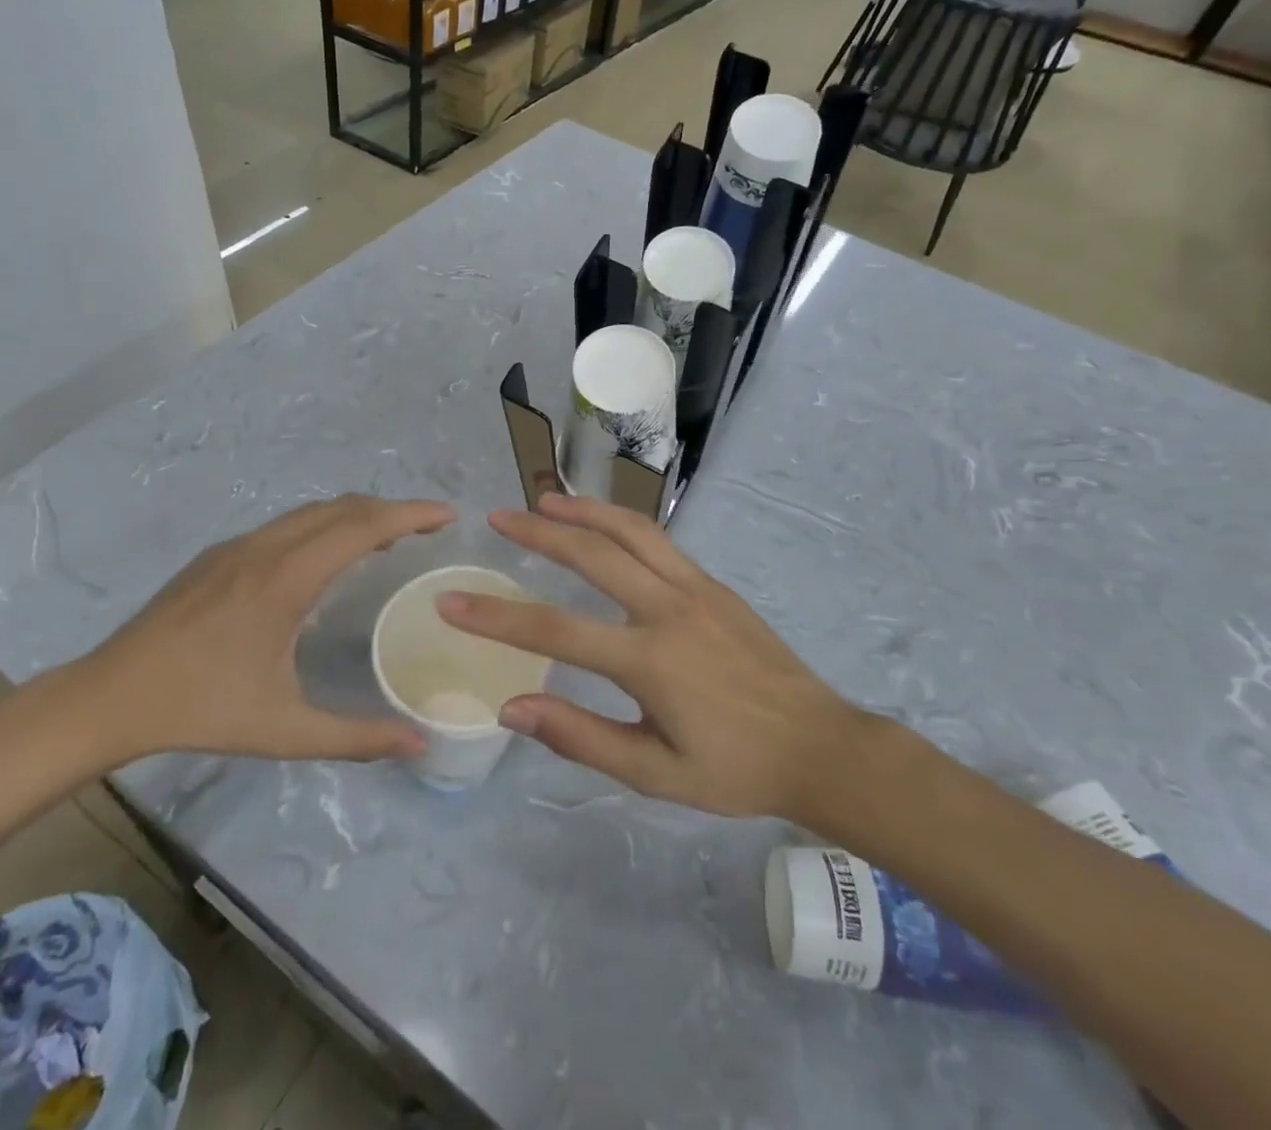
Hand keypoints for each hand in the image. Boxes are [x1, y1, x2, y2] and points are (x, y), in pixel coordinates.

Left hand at [80, 495, 454, 764]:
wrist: (109, 695)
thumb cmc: (201, 709)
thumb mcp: (283, 730)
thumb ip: (355, 738)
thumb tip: (418, 745)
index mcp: (287, 578)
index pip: (363, 526)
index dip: (411, 514)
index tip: (449, 515)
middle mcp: (266, 547)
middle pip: (343, 507)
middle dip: (392, 509)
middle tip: (429, 529)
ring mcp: (239, 545)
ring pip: (313, 512)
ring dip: (358, 516)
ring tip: (390, 539)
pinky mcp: (220, 554)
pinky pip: (288, 525)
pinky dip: (326, 526)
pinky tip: (328, 557)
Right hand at [439, 493, 899, 823]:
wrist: (818, 746)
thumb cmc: (734, 769)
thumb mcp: (654, 773)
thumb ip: (581, 737)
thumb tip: (512, 707)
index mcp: (649, 660)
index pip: (554, 631)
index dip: (496, 617)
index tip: (452, 602)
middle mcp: (668, 608)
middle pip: (591, 553)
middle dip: (538, 531)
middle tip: (498, 517)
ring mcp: (695, 587)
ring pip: (629, 530)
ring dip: (583, 509)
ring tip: (546, 499)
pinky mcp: (713, 583)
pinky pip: (658, 540)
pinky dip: (621, 522)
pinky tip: (602, 524)